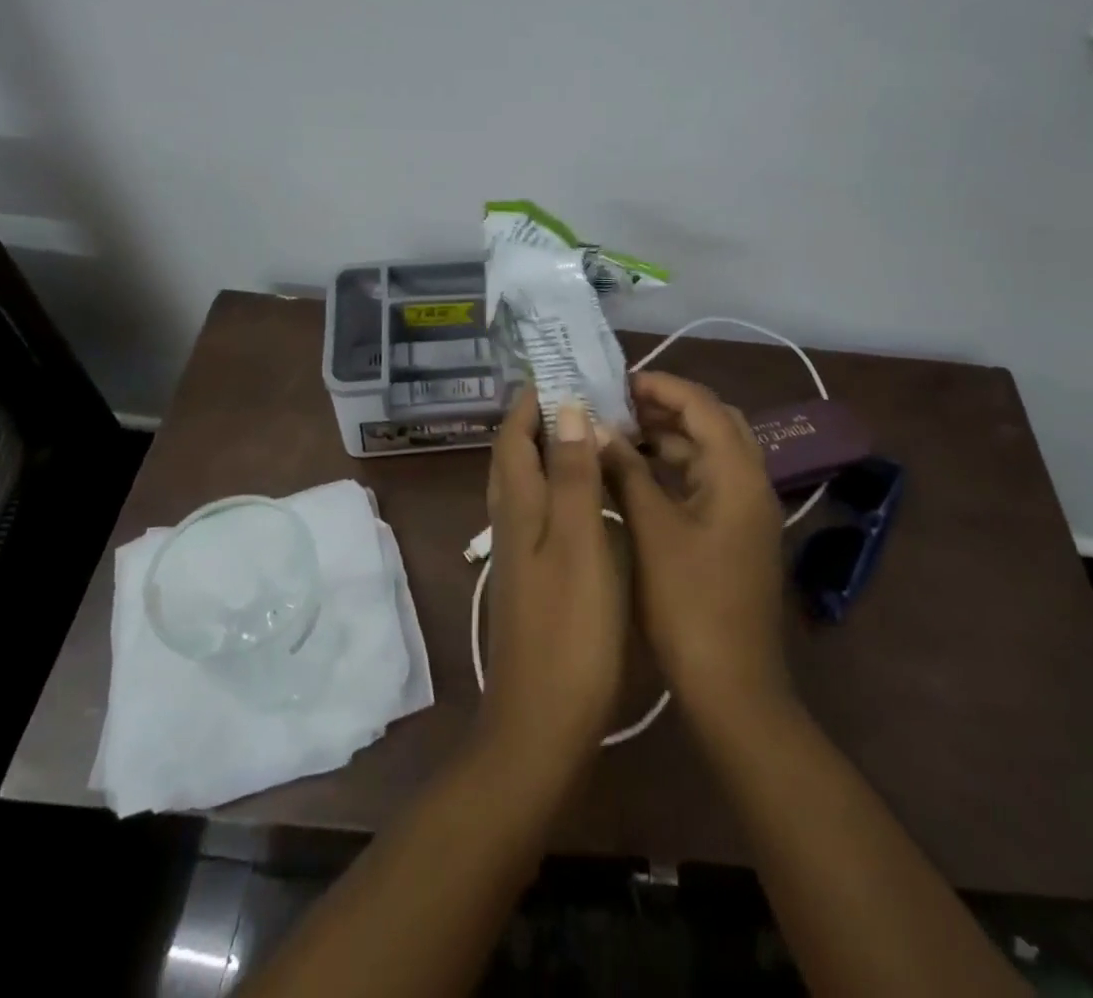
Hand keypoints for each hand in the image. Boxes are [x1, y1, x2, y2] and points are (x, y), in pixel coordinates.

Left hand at [478, 391, 627, 782]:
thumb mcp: (580, 545)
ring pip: (522, 484)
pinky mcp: (530, 577)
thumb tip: (566, 409)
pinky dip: (554, 484)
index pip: (514, 436)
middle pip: (512, 456)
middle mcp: (510, 522)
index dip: (530, 400)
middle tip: (576, 393)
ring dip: (544, 450)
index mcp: (519, 507)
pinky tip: (580, 495)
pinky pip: (536, 510)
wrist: (541, 723)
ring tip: (582, 431)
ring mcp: (517, 552)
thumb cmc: (570, 631)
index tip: (558, 369)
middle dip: (534, 419)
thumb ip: (572, 477)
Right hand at [600, 372, 792, 732]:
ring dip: (670, 439)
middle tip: (620, 406)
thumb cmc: (689, 604)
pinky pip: (707, 483)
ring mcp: (746, 512)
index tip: (618, 382)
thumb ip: (626, 472)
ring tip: (621, 434)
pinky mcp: (736, 535)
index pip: (703, 405)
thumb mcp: (651, 530)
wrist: (732, 688)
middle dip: (668, 408)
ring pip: (710, 455)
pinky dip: (675, 471)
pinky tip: (638, 477)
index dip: (662, 386)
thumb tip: (597, 427)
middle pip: (713, 424)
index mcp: (738, 474)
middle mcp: (751, 483)